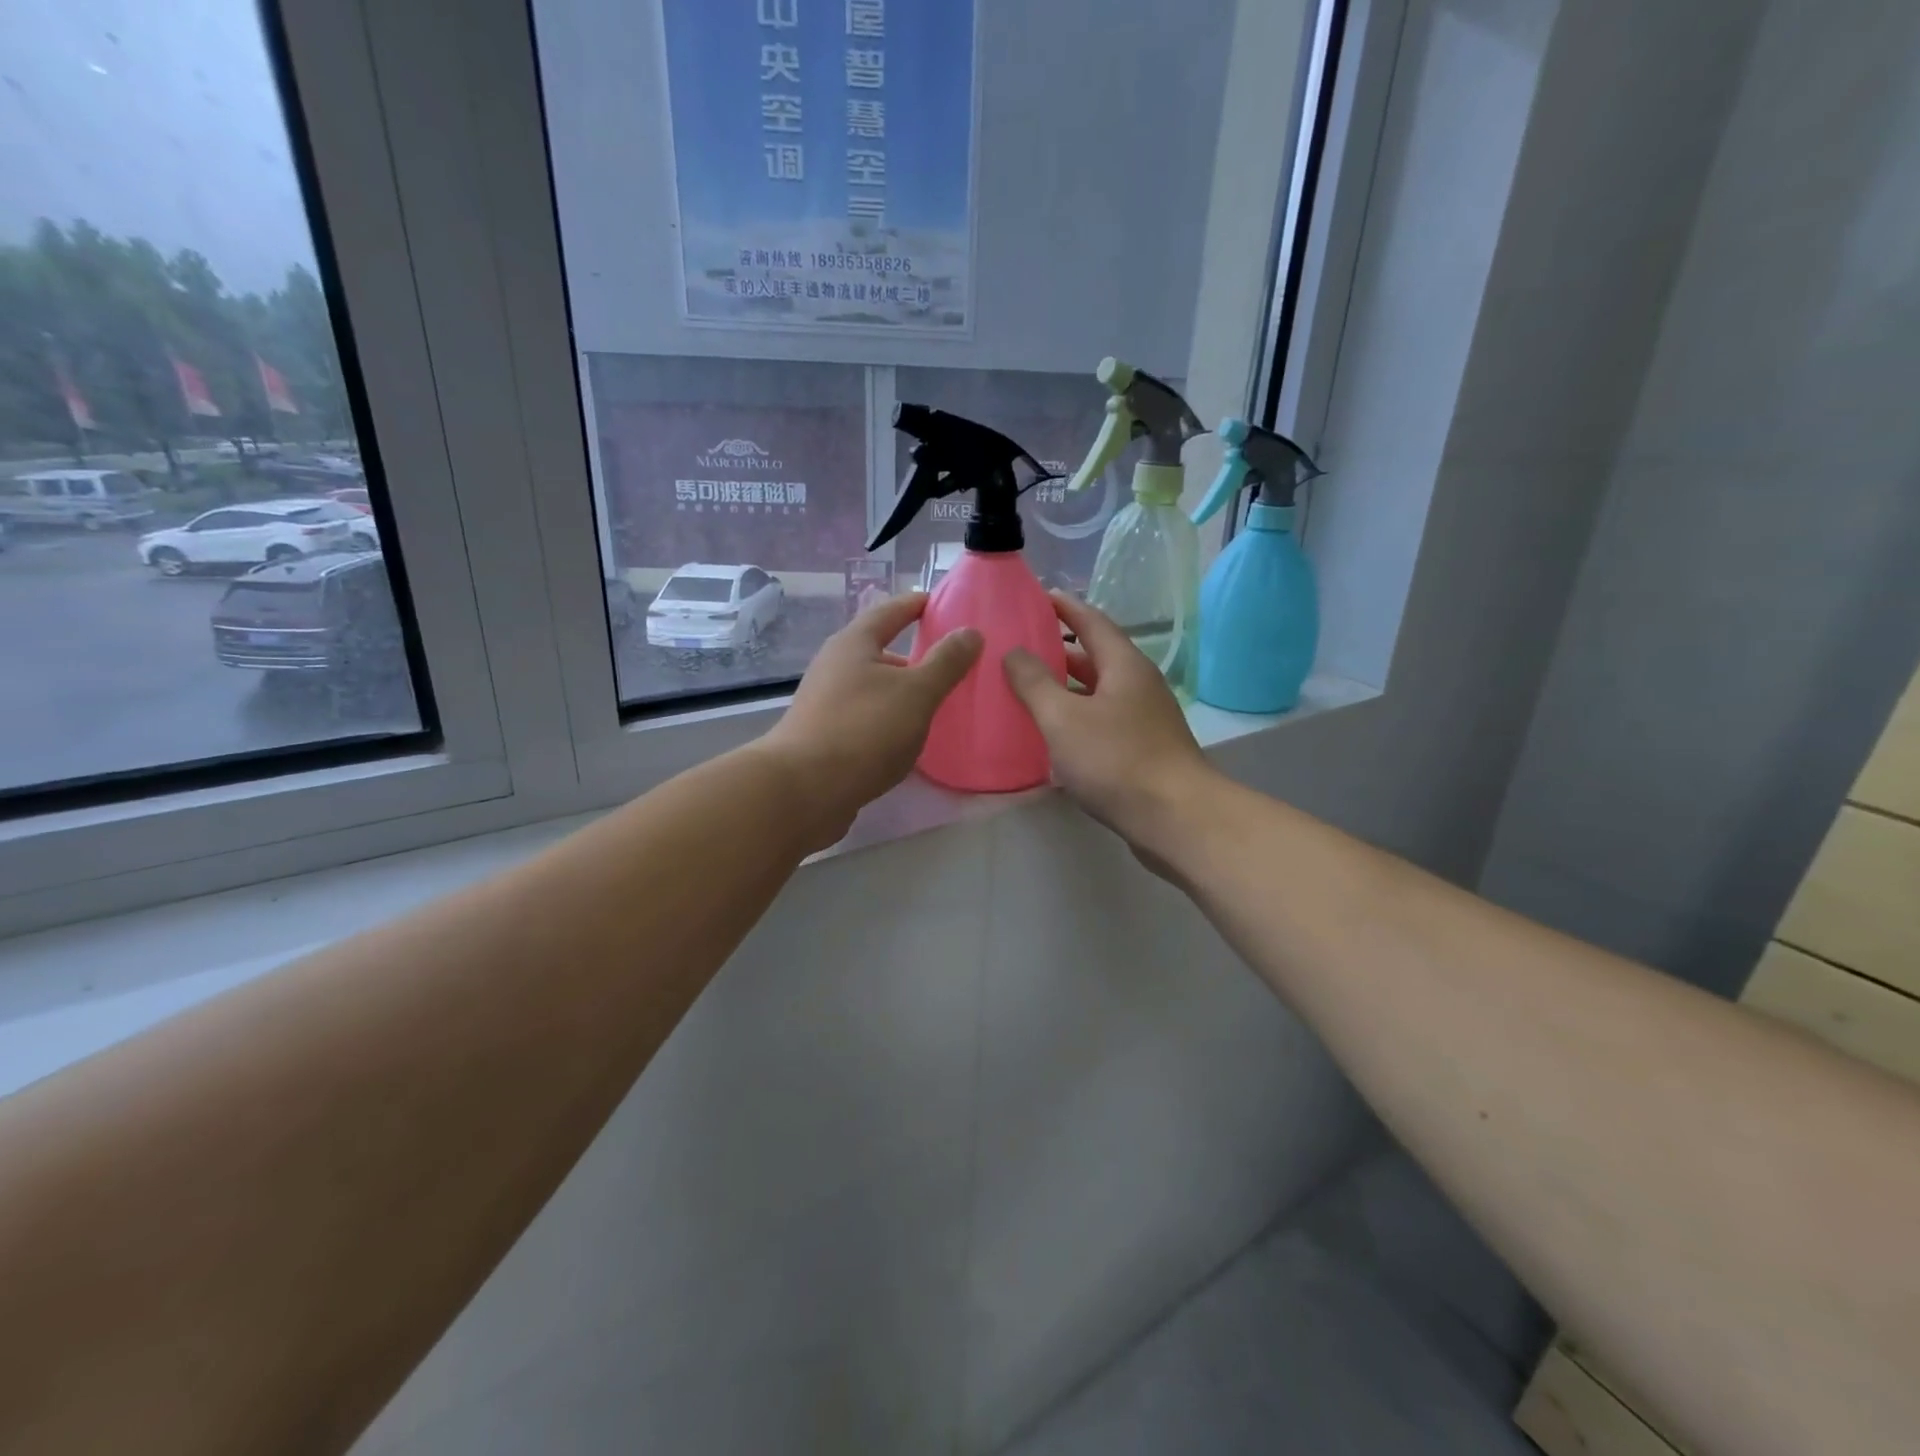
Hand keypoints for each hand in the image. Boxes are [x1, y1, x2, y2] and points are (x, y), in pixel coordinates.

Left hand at [760, 593, 981, 847]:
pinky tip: (908, 739)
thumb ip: (946, 662)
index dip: (918, 605)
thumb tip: (970, 632)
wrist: (804, 790)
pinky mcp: (825, 737)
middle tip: (951, 664)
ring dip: (901, 691)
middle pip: (879, 650)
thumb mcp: (916, 693)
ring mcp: (826, 703)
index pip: (890, 611)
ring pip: (873, 688)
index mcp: (854, 644)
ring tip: (936, 705)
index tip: (943, 603)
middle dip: (913, 655)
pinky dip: (889, 719)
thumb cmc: (863, 730)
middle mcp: (834, 666)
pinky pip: (866, 717)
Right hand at [1003, 593, 1217, 857]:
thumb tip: (1014, 652)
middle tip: (1019, 647)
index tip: (1035, 596)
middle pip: (1095, 656)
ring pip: (1097, 693)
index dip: (1063, 606)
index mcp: (1124, 665)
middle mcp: (1138, 685)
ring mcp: (1144, 720)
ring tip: (1027, 689)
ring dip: (1065, 688)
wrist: (1175, 818)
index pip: (1091, 621)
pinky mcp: (1142, 751)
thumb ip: (1034, 682)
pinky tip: (1052, 735)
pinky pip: (1102, 723)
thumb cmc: (1116, 760)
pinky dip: (1076, 720)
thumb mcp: (1063, 718)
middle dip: (1058, 650)